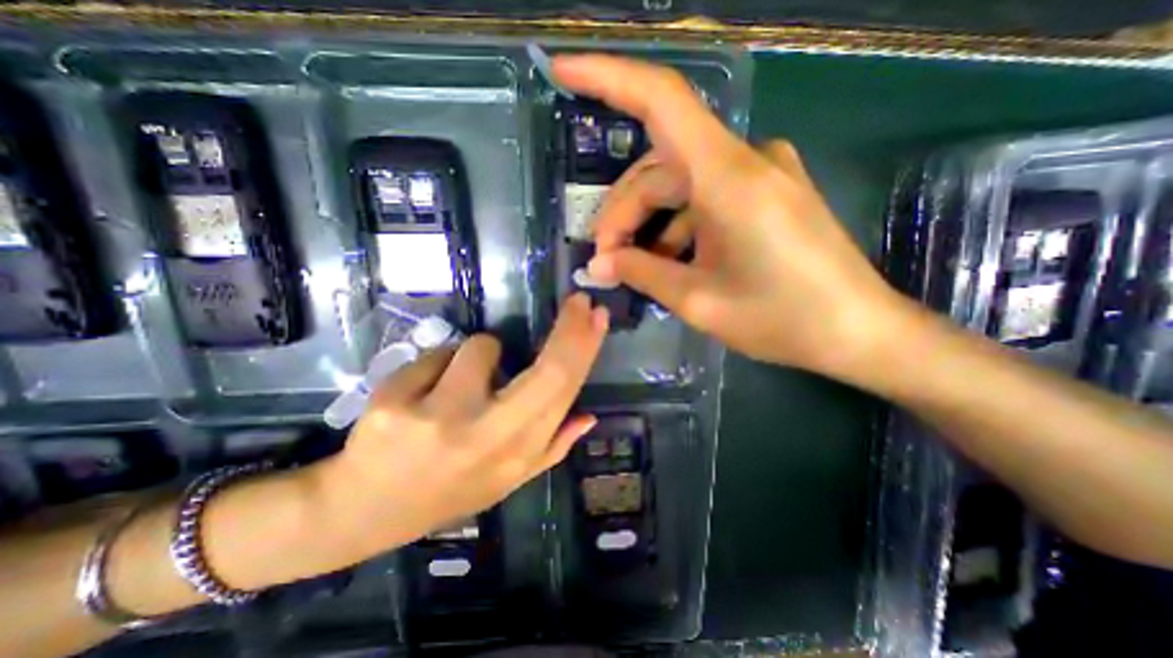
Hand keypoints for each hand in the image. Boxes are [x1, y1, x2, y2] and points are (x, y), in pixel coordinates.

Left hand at [312, 296, 609, 561]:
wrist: (363, 512)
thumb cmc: (447, 492)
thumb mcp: (507, 480)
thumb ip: (552, 448)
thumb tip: (588, 417)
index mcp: (516, 455)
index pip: (562, 392)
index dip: (584, 349)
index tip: (597, 316)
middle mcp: (486, 437)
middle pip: (545, 371)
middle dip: (569, 328)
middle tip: (577, 303)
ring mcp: (439, 420)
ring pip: (479, 348)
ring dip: (477, 356)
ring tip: (457, 387)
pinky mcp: (394, 404)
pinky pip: (435, 355)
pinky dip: (437, 366)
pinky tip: (420, 396)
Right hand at [551, 58, 904, 379]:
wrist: (857, 332)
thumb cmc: (781, 318)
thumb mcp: (698, 300)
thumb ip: (642, 274)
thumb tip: (598, 265)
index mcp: (727, 176)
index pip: (660, 100)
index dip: (606, 78)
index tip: (562, 71)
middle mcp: (744, 160)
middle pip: (659, 167)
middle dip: (623, 213)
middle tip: (604, 260)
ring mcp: (759, 174)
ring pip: (679, 186)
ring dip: (647, 224)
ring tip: (630, 267)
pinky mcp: (766, 194)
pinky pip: (704, 199)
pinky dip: (677, 227)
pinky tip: (667, 262)